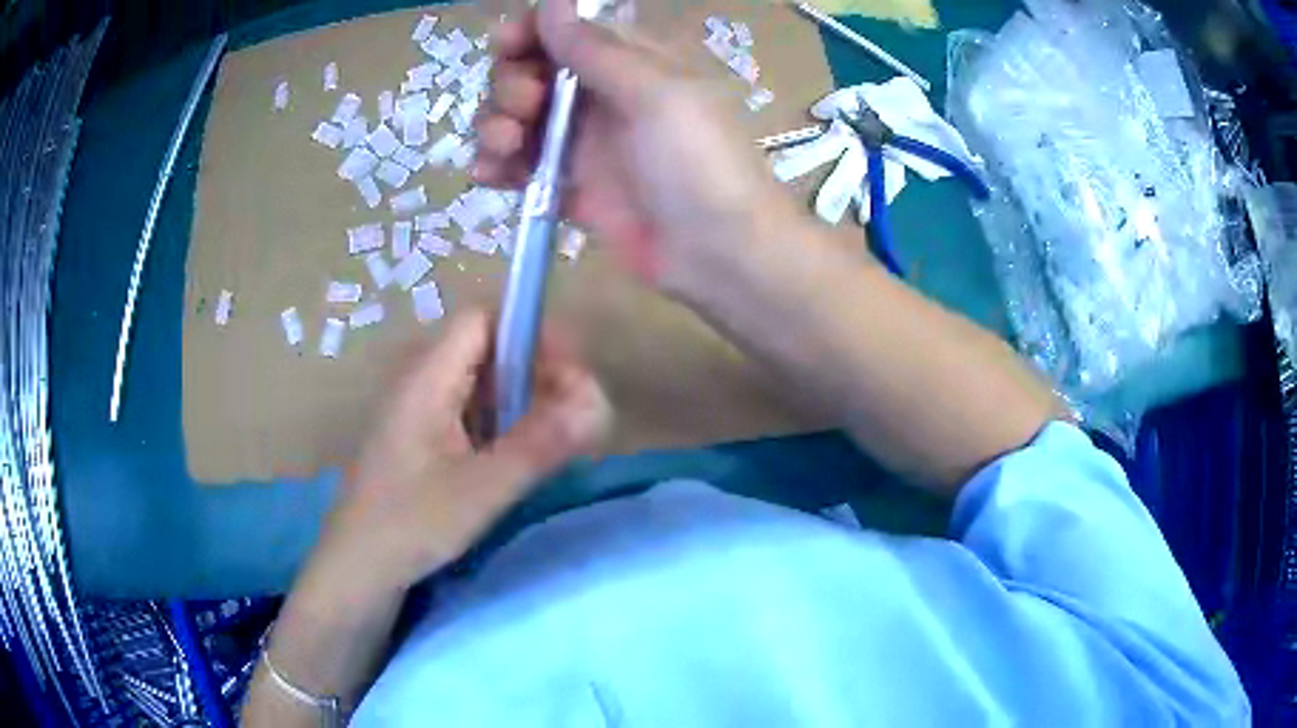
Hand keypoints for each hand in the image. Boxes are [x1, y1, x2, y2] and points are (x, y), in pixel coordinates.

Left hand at [301, 310, 611, 603]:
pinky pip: (470, 413)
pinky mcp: (421, 438)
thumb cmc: (409, 526)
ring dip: (523, 401)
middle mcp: (419, 381)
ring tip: (555, 438)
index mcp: (425, 378)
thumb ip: (539, 444)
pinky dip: (502, 425)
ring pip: (481, 383)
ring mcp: (418, 410)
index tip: (570, 375)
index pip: (483, 319)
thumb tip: (597, 401)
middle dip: (536, 372)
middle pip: (486, 348)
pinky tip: (518, 458)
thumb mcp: (481, 490)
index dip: (530, 332)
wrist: (357, 570)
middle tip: (573, 416)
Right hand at [474, 0, 801, 298]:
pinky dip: (498, 167)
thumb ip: (597, 50)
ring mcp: (584, 142)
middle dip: (512, 83)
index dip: (531, 32)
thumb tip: (553, 2)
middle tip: (525, 106)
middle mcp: (603, 95)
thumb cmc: (700, 164)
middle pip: (533, 71)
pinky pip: (521, 166)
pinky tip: (489, 175)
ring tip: (504, 147)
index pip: (568, 31)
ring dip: (496, 124)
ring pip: (519, 118)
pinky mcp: (570, 187)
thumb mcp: (656, 95)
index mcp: (631, 62)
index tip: (506, 44)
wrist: (719, 257)